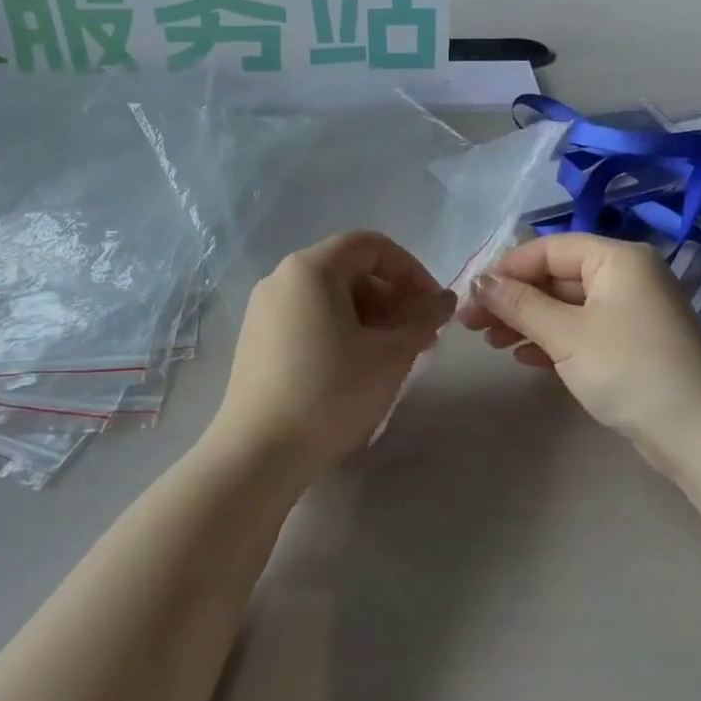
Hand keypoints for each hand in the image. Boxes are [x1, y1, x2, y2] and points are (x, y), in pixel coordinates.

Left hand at [209, 231, 455, 476]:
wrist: (258, 453)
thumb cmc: (331, 394)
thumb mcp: (390, 355)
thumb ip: (423, 318)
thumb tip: (444, 299)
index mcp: (311, 268)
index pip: (371, 246)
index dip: (411, 270)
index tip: (433, 307)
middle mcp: (281, 278)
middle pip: (349, 269)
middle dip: (392, 297)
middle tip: (419, 336)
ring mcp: (263, 309)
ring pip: (329, 296)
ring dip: (369, 316)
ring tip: (392, 355)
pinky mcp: (256, 339)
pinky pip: (308, 317)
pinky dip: (340, 329)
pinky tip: (356, 366)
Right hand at [458, 233, 700, 463]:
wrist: (696, 433)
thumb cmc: (628, 369)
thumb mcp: (565, 334)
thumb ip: (518, 303)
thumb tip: (478, 280)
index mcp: (616, 259)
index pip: (548, 249)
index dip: (506, 269)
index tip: (471, 295)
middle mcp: (625, 275)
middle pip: (555, 276)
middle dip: (513, 299)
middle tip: (473, 324)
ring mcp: (630, 310)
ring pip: (565, 304)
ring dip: (527, 320)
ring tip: (491, 343)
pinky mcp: (630, 342)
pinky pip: (581, 328)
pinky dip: (551, 338)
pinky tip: (523, 356)